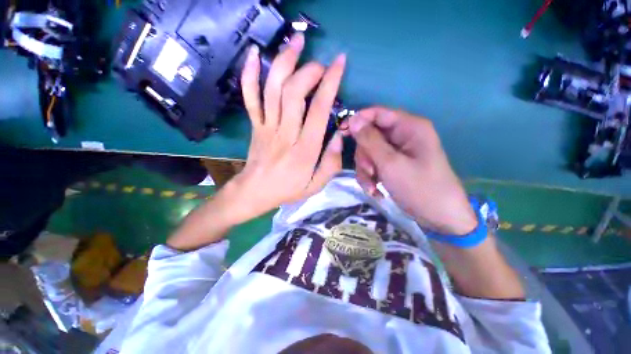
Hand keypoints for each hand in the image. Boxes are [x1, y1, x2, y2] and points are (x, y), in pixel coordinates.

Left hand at [225, 34, 345, 223]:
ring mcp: (266, 127)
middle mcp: (284, 134)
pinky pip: (249, 97)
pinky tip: (254, 55)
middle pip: (294, 93)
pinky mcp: (255, 125)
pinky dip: (249, 74)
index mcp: (304, 150)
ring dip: (284, 61)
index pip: (318, 110)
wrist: (255, 191)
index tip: (339, 64)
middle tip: (322, 64)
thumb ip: (331, 163)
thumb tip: (340, 136)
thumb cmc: (288, 189)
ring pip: (272, 89)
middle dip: (309, 70)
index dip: (330, 84)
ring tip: (297, 42)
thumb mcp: (316, 186)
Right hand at [348, 107, 476, 234]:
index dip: (358, 121)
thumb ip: (369, 140)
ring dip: (365, 169)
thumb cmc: (419, 188)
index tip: (342, 134)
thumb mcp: (390, 163)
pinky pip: (374, 164)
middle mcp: (403, 135)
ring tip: (371, 186)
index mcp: (409, 127)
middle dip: (364, 155)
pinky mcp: (393, 165)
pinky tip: (374, 190)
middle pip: (370, 135)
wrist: (439, 218)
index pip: (377, 113)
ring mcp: (398, 151)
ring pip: (369, 152)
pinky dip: (370, 176)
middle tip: (369, 171)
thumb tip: (352, 120)